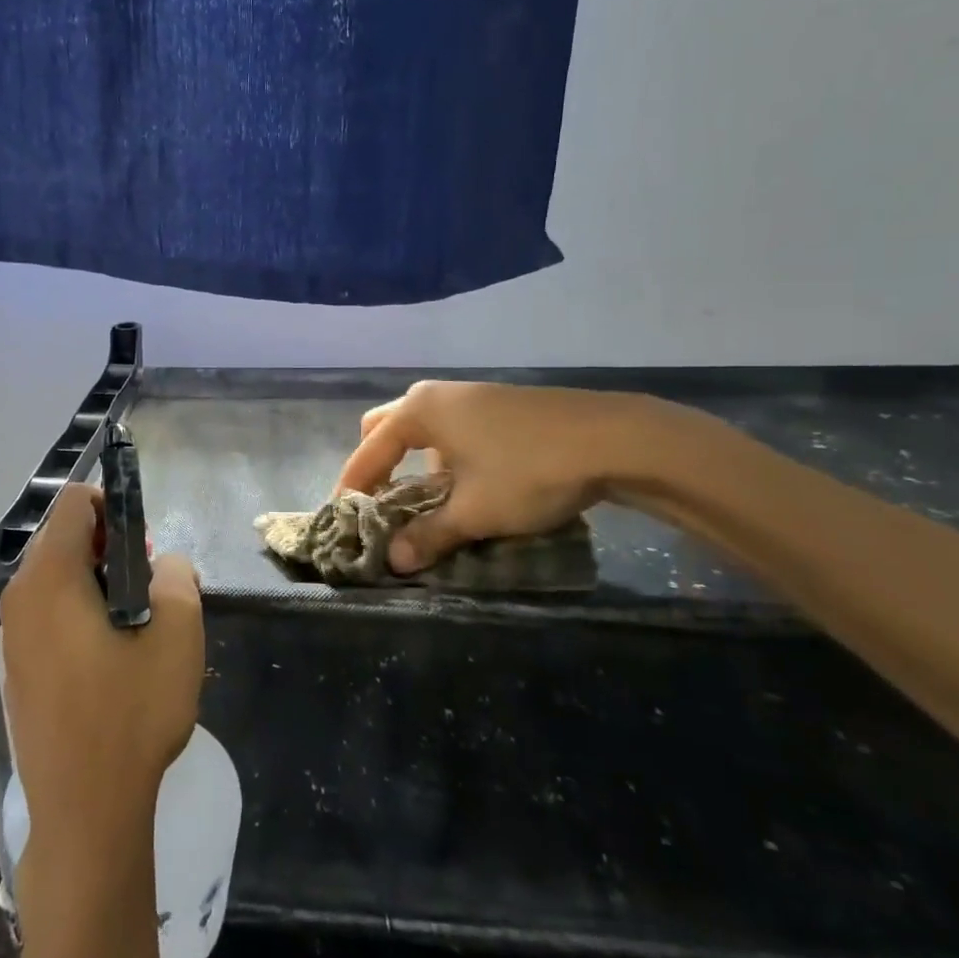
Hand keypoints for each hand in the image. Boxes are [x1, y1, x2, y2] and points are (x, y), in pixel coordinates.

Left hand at [0, 485, 203, 852]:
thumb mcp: (178, 633)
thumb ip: (176, 575)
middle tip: (146, 588)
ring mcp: (13, 635)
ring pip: (55, 578)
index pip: (74, 503)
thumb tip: (163, 565)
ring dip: (96, 582)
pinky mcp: (18, 669)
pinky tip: (110, 659)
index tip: (143, 547)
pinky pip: (47, 614)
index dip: (114, 507)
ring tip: (135, 627)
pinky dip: (78, 613)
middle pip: (62, 538)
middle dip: (107, 547)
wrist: (85, 811)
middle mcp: (20, 597)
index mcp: (50, 577)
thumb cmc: (131, 713)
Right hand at [336, 382, 675, 573]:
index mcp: (419, 411)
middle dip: (376, 464)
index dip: (353, 487)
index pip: (368, 451)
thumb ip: (429, 535)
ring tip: (422, 502)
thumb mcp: (475, 511)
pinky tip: (465, 485)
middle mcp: (437, 395)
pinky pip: (450, 430)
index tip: (344, 519)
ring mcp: (470, 396)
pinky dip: (441, 456)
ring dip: (411, 462)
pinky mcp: (498, 405)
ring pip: (421, 429)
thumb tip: (393, 562)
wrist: (614, 439)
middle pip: (386, 428)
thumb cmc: (529, 471)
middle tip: (379, 503)